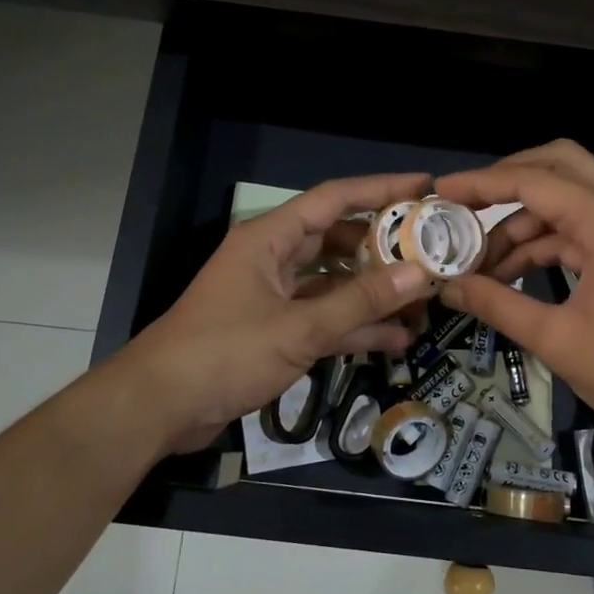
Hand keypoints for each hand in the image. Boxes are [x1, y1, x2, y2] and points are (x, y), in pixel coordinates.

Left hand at [120, 172, 436, 455]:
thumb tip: (419, 274)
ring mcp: (273, 297)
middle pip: (337, 241)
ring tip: (424, 300)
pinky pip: (323, 318)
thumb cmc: (224, 353)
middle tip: (432, 251)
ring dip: (373, 293)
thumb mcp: (298, 327)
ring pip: (333, 284)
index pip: (333, 199)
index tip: (424, 187)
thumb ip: (360, 301)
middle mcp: (273, 260)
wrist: (160, 406)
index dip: (380, 189)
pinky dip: (354, 327)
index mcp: (270, 239)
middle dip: (383, 248)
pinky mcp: (274, 331)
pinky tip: (395, 339)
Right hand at [434, 141, 593, 455]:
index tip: (441, 192)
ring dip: (524, 223)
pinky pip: (584, 229)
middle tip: (464, 207)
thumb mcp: (557, 340)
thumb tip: (448, 287)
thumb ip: (497, 305)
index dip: (482, 184)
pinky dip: (548, 244)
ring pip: (570, 201)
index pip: (535, 182)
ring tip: (480, 263)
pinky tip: (513, 274)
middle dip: (507, 181)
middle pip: (559, 166)